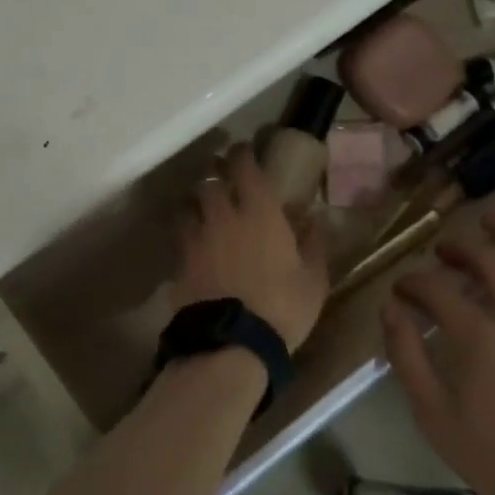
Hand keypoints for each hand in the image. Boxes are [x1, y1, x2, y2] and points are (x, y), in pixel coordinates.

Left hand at [170, 143, 329, 352]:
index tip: (243, 150)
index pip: (245, 167)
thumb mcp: (314, 279)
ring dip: (196, 202)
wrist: (232, 344)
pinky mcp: (180, 263)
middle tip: (220, 175)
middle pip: (209, 181)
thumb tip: (315, 219)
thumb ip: (314, 245)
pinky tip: (192, 242)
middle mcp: (224, 216)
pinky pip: (179, 236)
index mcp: (260, 212)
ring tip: (202, 207)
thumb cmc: (282, 308)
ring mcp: (197, 238)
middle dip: (214, 173)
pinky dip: (185, 232)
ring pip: (188, 205)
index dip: (242, 154)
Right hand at [382, 214, 494, 494]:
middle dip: (460, 248)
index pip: (437, 290)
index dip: (414, 282)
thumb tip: (390, 310)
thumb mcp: (434, 415)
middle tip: (444, 249)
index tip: (402, 288)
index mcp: (478, 337)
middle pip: (489, 263)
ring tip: (494, 220)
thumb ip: (407, 357)